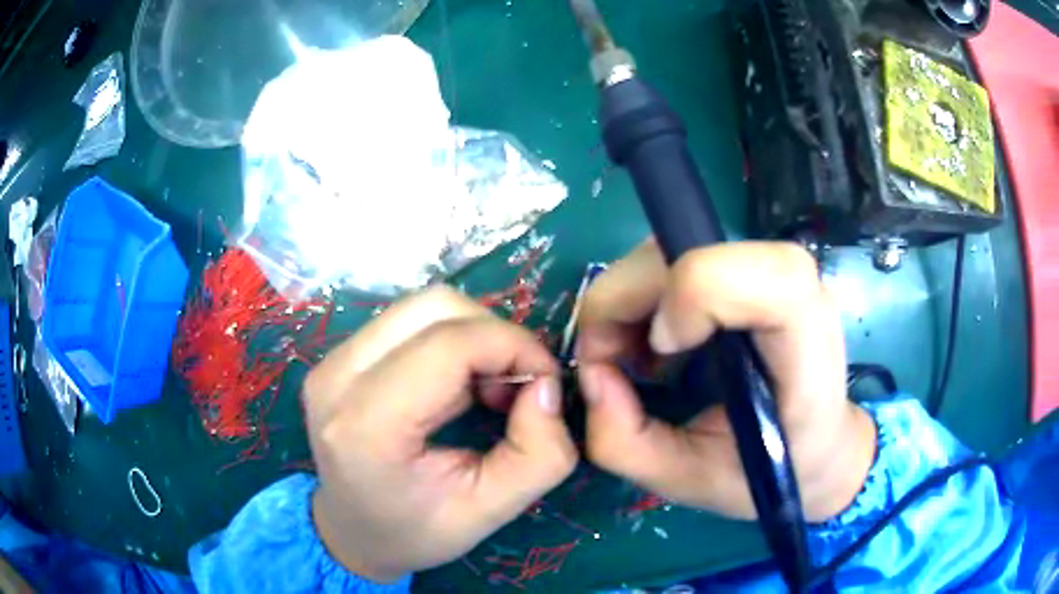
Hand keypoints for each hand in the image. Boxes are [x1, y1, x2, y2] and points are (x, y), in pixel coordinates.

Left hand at [304, 287, 576, 581]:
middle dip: (494, 336)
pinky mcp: (336, 356)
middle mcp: (338, 378)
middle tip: (517, 387)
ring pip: (422, 307)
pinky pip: (407, 321)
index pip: (449, 344)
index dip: (513, 347)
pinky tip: (458, 385)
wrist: (349, 533)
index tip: (547, 381)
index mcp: (368, 426)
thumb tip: (547, 387)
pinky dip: (449, 340)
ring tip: (488, 388)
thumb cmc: (414, 533)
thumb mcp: (490, 512)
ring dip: (472, 335)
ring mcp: (331, 361)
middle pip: (434, 307)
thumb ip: (540, 456)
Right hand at [576, 240, 875, 521]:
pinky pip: (674, 256)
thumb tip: (590, 372)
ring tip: (632, 359)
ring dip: (628, 299)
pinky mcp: (745, 269)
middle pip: (693, 249)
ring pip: (673, 245)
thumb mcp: (688, 481)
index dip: (694, 296)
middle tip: (608, 361)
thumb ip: (625, 442)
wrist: (817, 445)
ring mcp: (768, 270)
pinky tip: (649, 342)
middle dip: (626, 300)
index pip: (763, 276)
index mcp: (806, 350)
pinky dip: (640, 295)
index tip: (660, 355)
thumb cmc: (767, 471)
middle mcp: (795, 290)